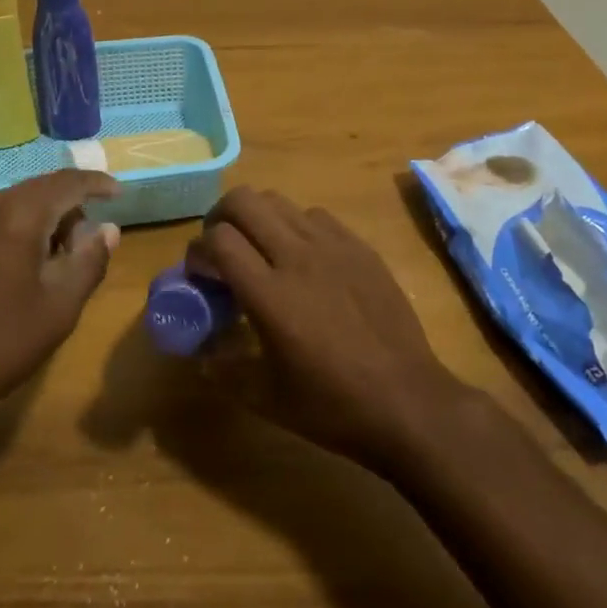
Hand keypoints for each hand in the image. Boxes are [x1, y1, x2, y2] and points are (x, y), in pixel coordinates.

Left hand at [0, 170, 120, 426]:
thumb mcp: (59, 307)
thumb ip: (89, 261)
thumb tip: (108, 229)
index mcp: (18, 213)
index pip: (67, 182)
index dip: (97, 184)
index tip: (118, 193)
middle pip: (38, 189)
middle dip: (68, 206)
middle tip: (87, 240)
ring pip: (11, 204)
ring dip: (39, 220)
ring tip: (53, 257)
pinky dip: (11, 231)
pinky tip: (13, 269)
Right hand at [188, 187, 470, 471]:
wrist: (408, 401)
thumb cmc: (333, 406)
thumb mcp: (267, 398)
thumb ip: (224, 369)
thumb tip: (200, 353)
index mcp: (270, 294)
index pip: (218, 239)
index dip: (198, 250)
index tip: (200, 273)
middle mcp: (297, 257)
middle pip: (243, 201)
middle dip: (220, 217)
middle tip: (221, 247)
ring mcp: (332, 245)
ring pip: (278, 201)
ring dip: (257, 218)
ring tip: (260, 248)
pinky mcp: (359, 246)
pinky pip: (315, 215)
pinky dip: (295, 226)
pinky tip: (303, 257)